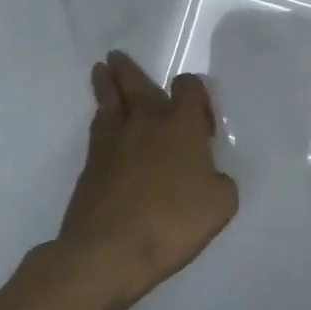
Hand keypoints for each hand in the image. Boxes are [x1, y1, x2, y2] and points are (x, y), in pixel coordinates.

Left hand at [55, 51, 240, 303]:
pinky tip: (102, 122)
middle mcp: (145, 123)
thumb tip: (209, 176)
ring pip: (109, 102)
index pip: (188, 87)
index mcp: (181, 126)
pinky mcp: (90, 167)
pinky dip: (101, 119)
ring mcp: (112, 143)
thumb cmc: (172, 222)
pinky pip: (97, 130)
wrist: (108, 252)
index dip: (195, 91)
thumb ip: (220, 182)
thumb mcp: (220, 204)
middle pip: (135, 84)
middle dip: (128, 69)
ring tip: (101, 72)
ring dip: (106, 85)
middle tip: (116, 57)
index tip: (200, 115)